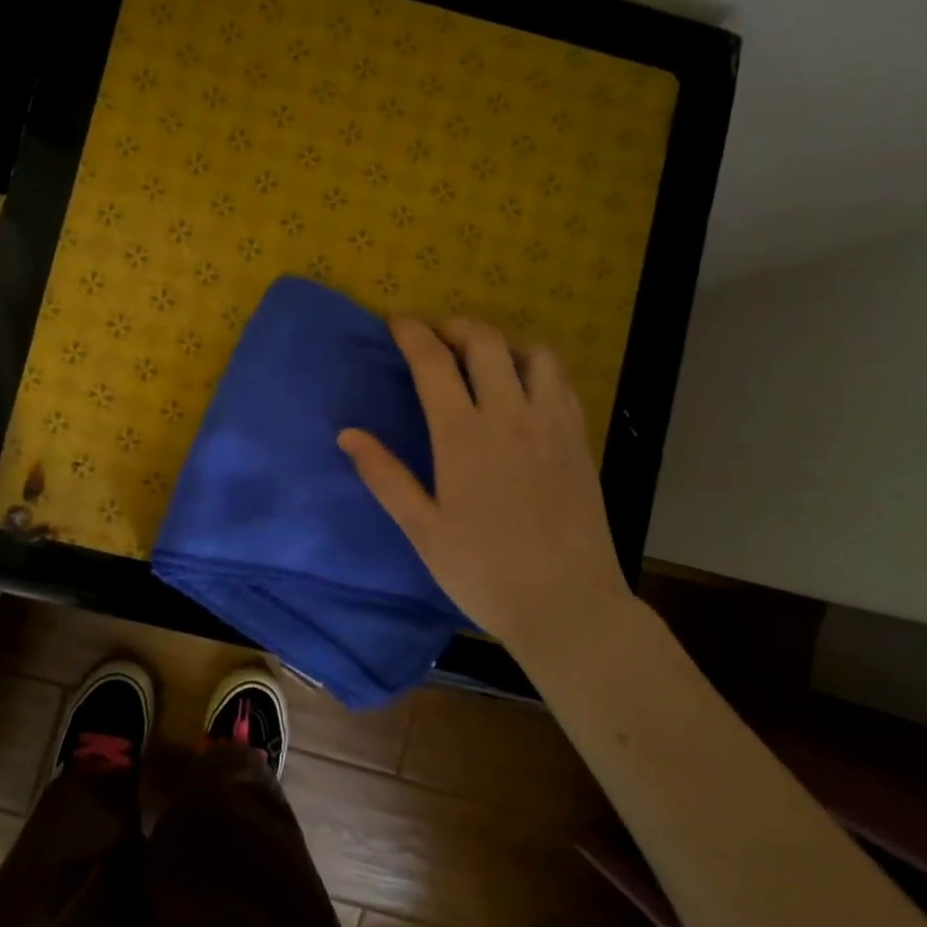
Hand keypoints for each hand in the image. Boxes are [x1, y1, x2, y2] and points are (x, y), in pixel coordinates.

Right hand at [338, 318, 630, 647]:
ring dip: (503, 343)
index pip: (434, 363)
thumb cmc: (483, 571)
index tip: (396, 322)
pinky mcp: (579, 439)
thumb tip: (347, 434)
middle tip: (435, 336)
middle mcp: (510, 416)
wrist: (566, 604)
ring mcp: (552, 424)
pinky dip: (537, 367)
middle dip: (455, 326)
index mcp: (463, 436)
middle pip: (485, 342)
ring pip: (534, 353)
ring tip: (483, 360)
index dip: (412, 334)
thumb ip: (384, 476)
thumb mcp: (422, 529)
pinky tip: (523, 389)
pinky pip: (561, 381)